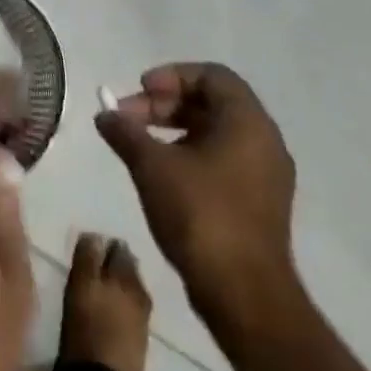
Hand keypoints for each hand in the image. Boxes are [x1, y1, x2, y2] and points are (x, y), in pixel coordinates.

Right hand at [94, 64, 298, 329]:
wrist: (244, 295)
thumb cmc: (200, 215)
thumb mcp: (152, 165)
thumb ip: (125, 131)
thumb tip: (104, 114)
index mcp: (247, 122)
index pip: (211, 75)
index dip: (171, 76)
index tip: (139, 91)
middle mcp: (264, 141)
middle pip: (212, 101)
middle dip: (165, 104)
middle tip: (128, 119)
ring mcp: (266, 174)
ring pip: (216, 131)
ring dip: (174, 129)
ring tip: (139, 146)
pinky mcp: (260, 202)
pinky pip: (223, 158)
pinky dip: (190, 153)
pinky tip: (161, 174)